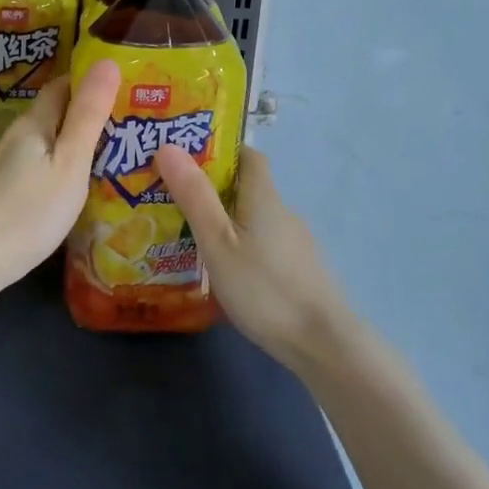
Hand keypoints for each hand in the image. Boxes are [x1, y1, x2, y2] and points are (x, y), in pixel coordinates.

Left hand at [0, 60, 120, 291]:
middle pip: (51, 114)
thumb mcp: (70, 164)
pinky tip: (66, 188)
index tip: (123, 88)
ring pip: (41, 143)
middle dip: (83, 114)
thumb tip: (107, 61)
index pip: (63, 86)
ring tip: (104, 156)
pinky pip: (32, 166)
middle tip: (124, 125)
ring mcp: (0, 166)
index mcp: (32, 124)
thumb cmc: (30, 212)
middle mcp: (12, 137)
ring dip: (68, 143)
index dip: (90, 82)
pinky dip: (53, 167)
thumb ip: (89, 115)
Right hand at [152, 145, 355, 372]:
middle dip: (214, 190)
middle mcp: (283, 213)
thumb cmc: (263, 287)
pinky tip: (224, 270)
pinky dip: (242, 246)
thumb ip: (194, 196)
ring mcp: (295, 244)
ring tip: (189, 237)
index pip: (249, 156)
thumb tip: (168, 145)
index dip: (221, 151)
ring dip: (227, 221)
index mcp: (264, 197)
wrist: (321, 342)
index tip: (187, 159)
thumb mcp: (218, 242)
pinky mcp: (299, 271)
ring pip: (255, 220)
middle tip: (174, 200)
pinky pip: (264, 245)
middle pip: (248, 189)